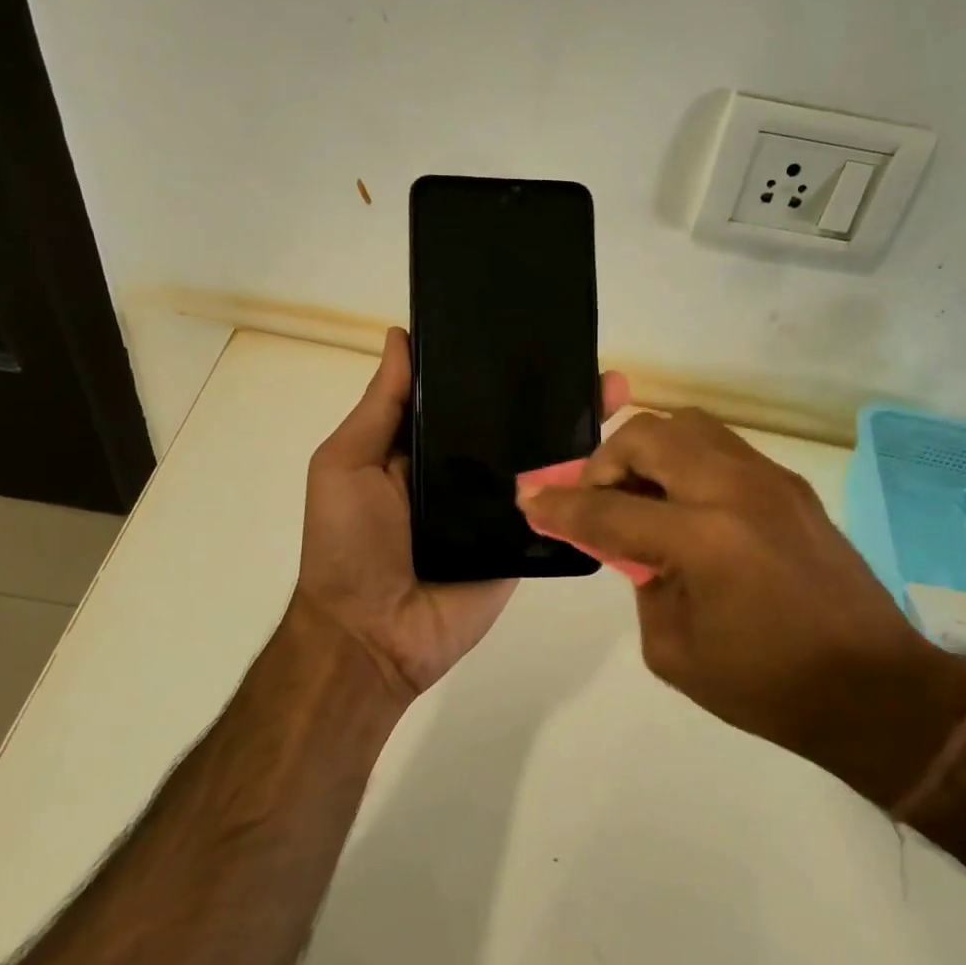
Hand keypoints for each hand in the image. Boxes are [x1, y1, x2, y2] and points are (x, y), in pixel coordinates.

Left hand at [293, 327, 628, 707]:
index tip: (532, 329)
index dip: (495, 365)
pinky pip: (556, 511)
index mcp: (425, 446)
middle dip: (553, 393)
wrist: (372, 635)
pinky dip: (585, 487)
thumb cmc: (347, 543)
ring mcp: (499, 509)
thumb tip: (400, 336)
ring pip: (543, 463)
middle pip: (515, 425)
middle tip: (593, 360)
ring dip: (580, 431)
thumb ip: (382, 406)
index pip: (467, 396)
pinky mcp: (522, 544)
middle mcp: (466, 472)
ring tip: (618, 392)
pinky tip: (619, 456)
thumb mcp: (346, 463)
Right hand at [516, 409, 965, 801]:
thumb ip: (643, 583)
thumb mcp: (675, 650)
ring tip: (642, 495)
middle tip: (597, 497)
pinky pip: (722, 447)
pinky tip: (687, 505)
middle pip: (649, 435)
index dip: (561, 505)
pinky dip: (687, 461)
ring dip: (650, 451)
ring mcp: (769, 479)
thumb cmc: (767, 686)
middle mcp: (735, 490)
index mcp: (703, 539)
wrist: (872, 688)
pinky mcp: (790, 484)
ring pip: (689, 425)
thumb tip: (637, 547)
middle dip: (606, 461)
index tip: (530, 500)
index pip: (609, 509)